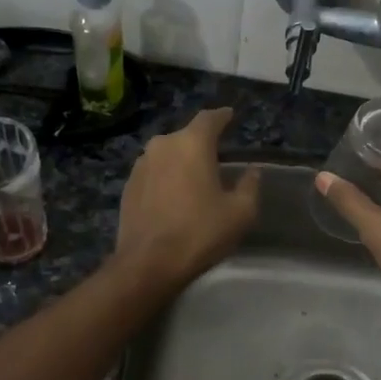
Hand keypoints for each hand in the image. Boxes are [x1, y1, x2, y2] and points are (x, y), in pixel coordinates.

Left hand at [114, 107, 259, 290]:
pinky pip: (153, 173)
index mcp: (192, 143)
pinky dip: (165, 178)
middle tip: (216, 157)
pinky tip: (173, 196)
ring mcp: (141, 165)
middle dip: (201, 143)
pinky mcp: (128, 186)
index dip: (222, 117)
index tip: (230, 116)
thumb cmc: (200, 232)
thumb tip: (252, 172)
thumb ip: (249, 186)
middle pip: (186, 136)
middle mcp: (163, 145)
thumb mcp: (240, 212)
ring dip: (181, 161)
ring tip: (194, 178)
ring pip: (167, 154)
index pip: (209, 118)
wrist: (148, 263)